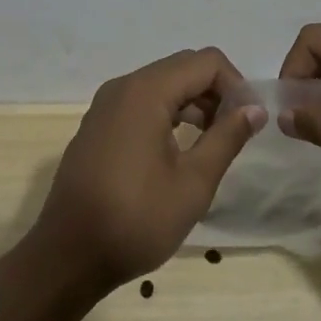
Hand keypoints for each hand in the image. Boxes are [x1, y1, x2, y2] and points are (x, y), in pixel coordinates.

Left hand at [30, 48, 264, 291]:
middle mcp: (124, 86)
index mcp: (146, 91)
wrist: (66, 258)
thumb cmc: (135, 220)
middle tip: (235, 130)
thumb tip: (255, 108)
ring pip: (163, 84)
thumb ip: (227, 138)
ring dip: (194, 102)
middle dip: (216, 91)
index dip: (236, 85)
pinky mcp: (98, 125)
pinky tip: (180, 149)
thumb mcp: (193, 183)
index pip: (206, 62)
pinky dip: (168, 112)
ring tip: (213, 142)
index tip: (249, 121)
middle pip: (183, 67)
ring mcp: (106, 104)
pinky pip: (142, 101)